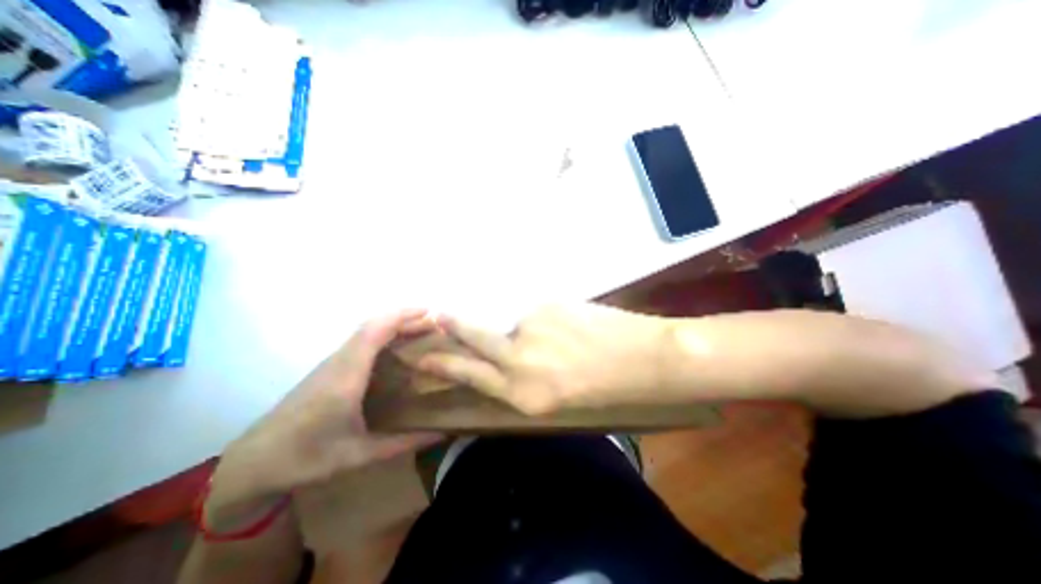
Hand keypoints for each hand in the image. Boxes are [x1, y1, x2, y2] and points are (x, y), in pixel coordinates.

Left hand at [209, 309, 439, 511]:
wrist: (251, 464)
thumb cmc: (305, 458)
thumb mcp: (359, 456)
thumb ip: (402, 444)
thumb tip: (441, 435)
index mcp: (346, 377)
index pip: (374, 332)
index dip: (401, 316)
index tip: (428, 312)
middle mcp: (339, 362)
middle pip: (373, 326)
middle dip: (404, 318)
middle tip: (433, 324)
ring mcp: (332, 363)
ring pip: (366, 331)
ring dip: (394, 325)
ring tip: (421, 331)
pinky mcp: (330, 368)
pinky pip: (361, 341)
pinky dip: (383, 334)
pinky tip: (397, 346)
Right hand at [415, 305, 667, 415]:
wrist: (646, 358)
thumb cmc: (605, 387)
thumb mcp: (557, 397)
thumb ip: (522, 377)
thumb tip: (503, 354)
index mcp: (524, 395)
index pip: (471, 375)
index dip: (445, 362)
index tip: (425, 352)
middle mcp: (520, 361)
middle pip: (474, 339)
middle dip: (454, 327)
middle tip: (441, 316)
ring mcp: (533, 327)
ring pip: (514, 323)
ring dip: (527, 327)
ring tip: (560, 336)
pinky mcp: (548, 304)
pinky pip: (537, 311)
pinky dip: (548, 318)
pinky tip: (571, 325)